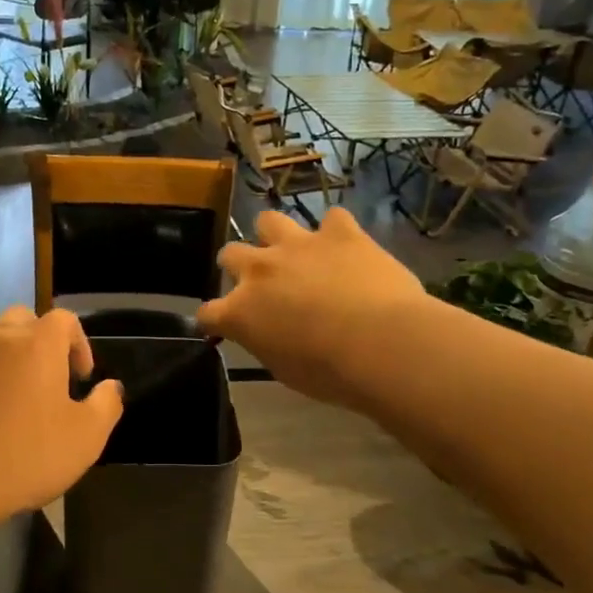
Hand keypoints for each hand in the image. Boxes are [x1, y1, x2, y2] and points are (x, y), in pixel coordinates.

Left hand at [0, 307, 123, 525]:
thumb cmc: (26, 453)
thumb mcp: (86, 438)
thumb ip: (106, 405)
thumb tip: (112, 387)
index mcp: (38, 342)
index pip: (65, 320)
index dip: (79, 344)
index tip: (81, 377)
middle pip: (23, 318)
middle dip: (39, 340)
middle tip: (46, 376)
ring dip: (1, 345)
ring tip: (7, 377)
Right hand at [197, 208, 431, 409]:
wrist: (383, 346)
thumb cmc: (332, 373)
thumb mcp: (285, 370)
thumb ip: (267, 343)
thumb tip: (269, 334)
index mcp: (241, 312)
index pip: (208, 313)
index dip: (215, 320)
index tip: (223, 326)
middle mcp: (260, 270)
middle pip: (229, 254)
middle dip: (238, 266)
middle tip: (259, 281)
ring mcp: (298, 245)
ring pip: (268, 220)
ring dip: (275, 235)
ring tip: (293, 251)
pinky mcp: (339, 233)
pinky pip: (332, 219)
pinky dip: (336, 232)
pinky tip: (346, 246)